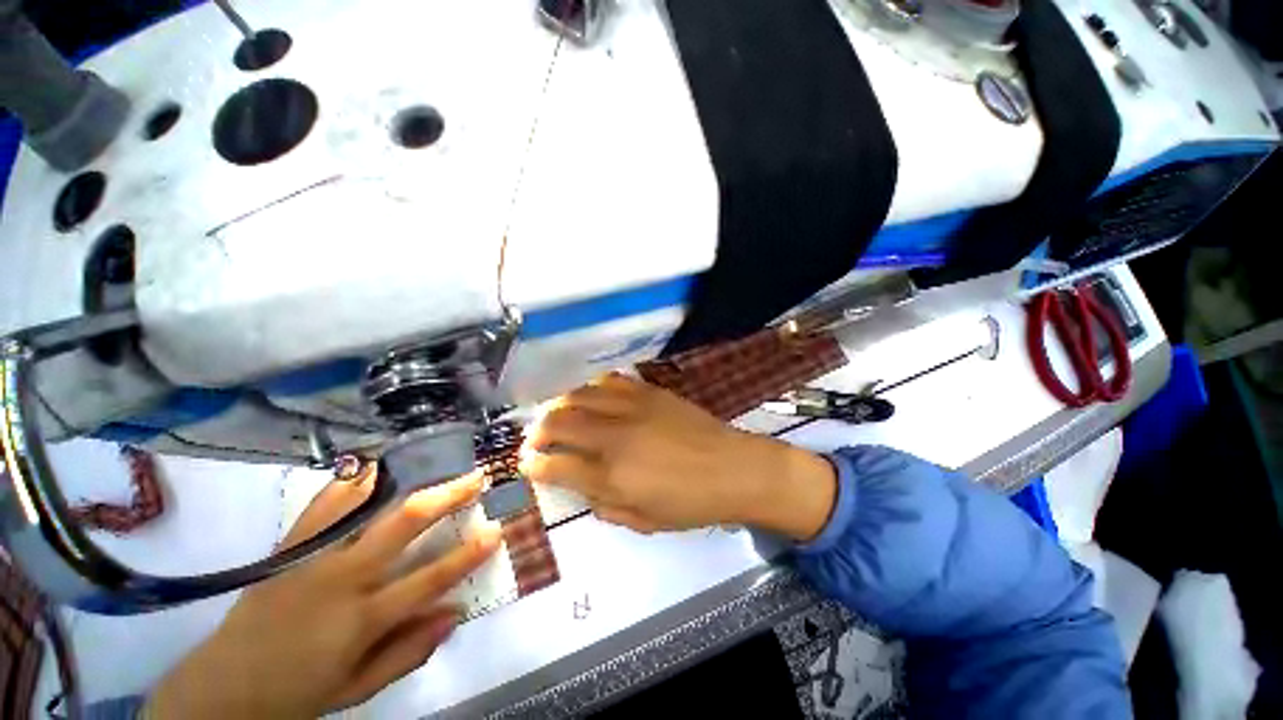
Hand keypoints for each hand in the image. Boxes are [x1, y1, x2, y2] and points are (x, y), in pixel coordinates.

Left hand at [146, 466, 500, 719]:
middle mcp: (341, 579)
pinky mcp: (288, 548)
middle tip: (475, 478)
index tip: (497, 529)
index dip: (468, 554)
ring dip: (406, 480)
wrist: (222, 689)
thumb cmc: (298, 694)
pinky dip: (351, 482)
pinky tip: (374, 466)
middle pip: (403, 524)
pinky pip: (322, 505)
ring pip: (365, 506)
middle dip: (447, 496)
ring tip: (434, 461)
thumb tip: (456, 611)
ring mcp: (311, 558)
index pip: (429, 580)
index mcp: (361, 619)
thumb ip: (409, 651)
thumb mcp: (359, 689)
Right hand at [519, 374, 836, 539]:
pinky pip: (611, 380)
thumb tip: (582, 489)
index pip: (556, 466)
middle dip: (539, 430)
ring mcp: (632, 408)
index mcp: (612, 476)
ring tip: (558, 413)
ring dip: (561, 404)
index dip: (534, 465)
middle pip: (560, 422)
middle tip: (537, 438)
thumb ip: (605, 506)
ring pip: (581, 395)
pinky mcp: (649, 391)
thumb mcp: (644, 521)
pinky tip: (592, 394)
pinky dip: (593, 386)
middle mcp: (615, 436)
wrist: (733, 468)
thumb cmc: (691, 504)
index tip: (527, 464)